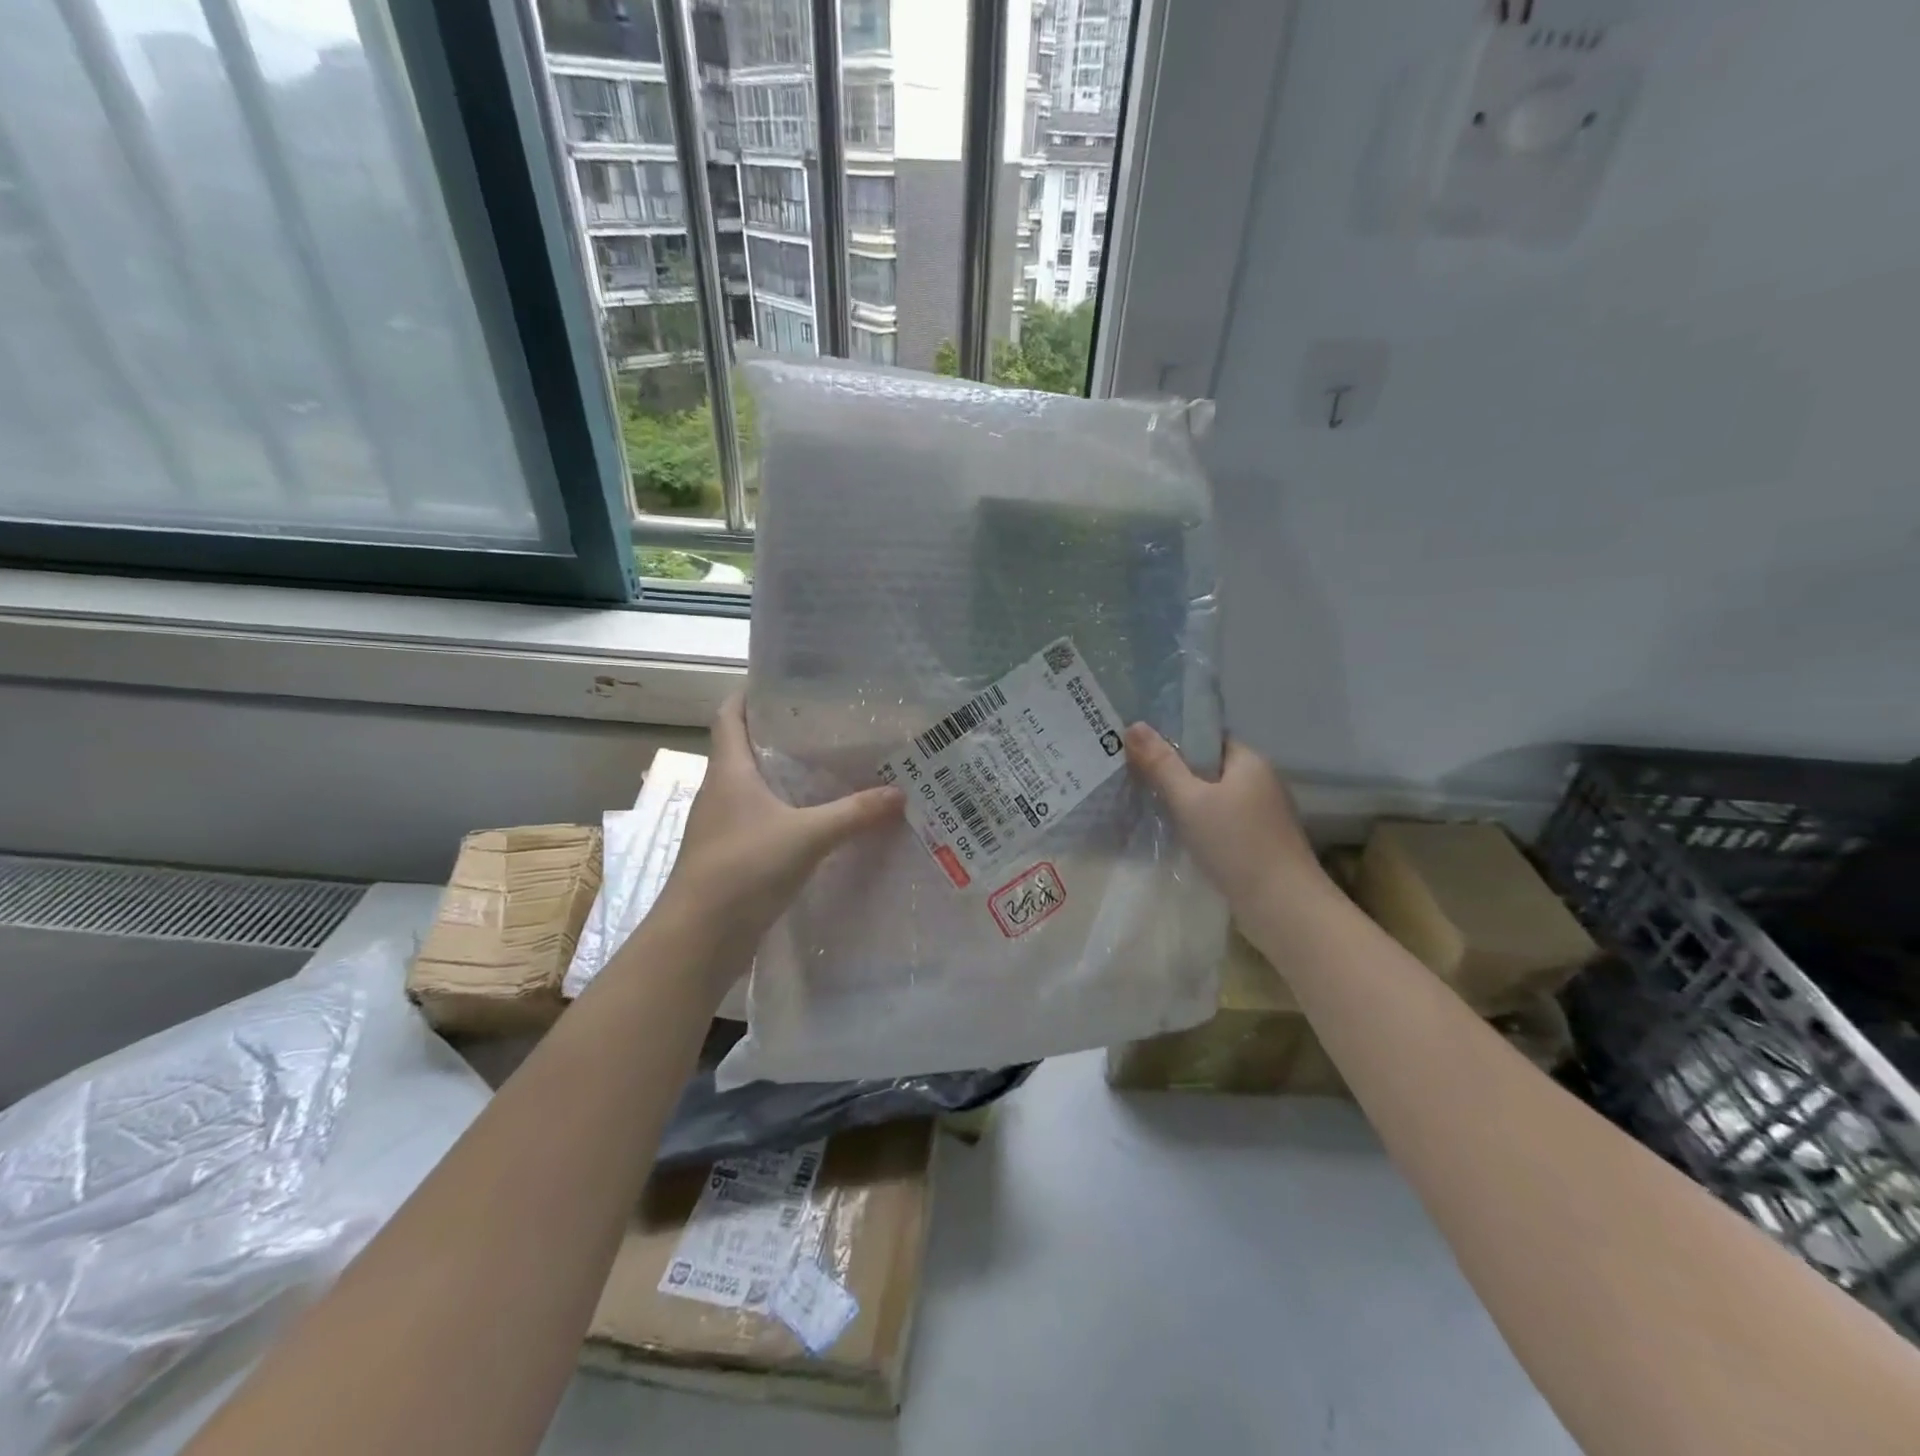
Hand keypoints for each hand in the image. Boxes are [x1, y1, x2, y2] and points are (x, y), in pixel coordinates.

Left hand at [656, 695, 904, 973]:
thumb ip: (854, 813)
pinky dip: (786, 813)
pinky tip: (818, 822)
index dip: (749, 694)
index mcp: (729, 770)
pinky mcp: (732, 856)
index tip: (784, 683)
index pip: (729, 714)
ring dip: (785, 776)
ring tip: (832, 768)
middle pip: (745, 748)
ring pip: (755, 786)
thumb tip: (901, 793)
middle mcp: (721, 791)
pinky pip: (762, 820)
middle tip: (829, 726)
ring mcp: (723, 825)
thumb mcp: (807, 836)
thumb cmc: (743, 869)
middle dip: (781, 734)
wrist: (698, 938)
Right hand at [1124, 725, 1331, 921]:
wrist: (1283, 907)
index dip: (1175, 741)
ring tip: (1149, 807)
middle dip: (1176, 774)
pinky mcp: (1261, 843)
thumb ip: (1161, 764)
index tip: (1141, 751)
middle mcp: (1261, 782)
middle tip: (1136, 779)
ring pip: (1216, 798)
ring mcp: (1264, 815)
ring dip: (1188, 803)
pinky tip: (1179, 837)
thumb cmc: (1235, 844)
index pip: (1208, 739)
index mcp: (1249, 761)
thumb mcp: (1190, 800)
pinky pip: (1223, 822)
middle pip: (1210, 768)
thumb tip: (1134, 726)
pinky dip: (1202, 825)